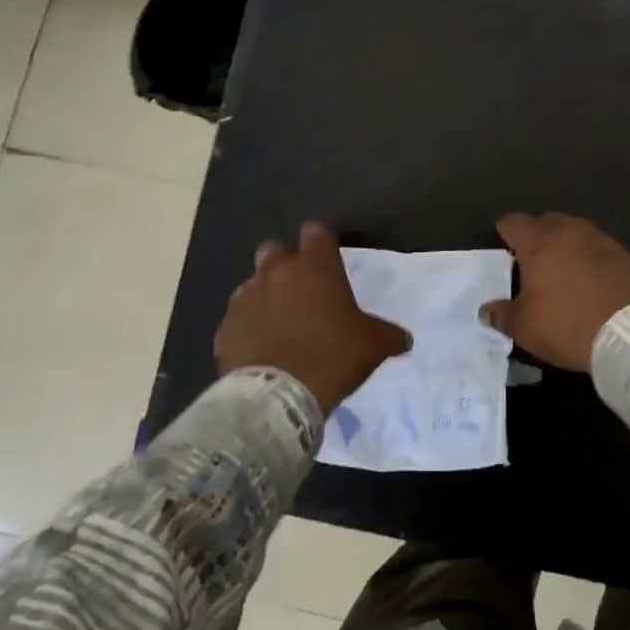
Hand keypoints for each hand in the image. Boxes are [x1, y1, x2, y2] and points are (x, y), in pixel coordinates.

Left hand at [214, 222, 410, 411]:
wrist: (278, 397)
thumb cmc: (332, 357)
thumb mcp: (373, 346)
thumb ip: (388, 335)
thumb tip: (404, 339)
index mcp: (315, 267)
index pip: (316, 232)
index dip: (321, 242)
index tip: (328, 257)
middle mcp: (276, 272)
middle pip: (275, 249)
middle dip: (285, 262)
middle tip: (300, 288)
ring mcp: (245, 298)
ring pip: (252, 283)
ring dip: (265, 295)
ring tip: (278, 322)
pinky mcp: (225, 328)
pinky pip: (237, 318)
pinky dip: (247, 327)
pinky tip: (259, 348)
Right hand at [478, 213, 629, 372]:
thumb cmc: (567, 324)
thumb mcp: (525, 327)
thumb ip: (501, 314)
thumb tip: (486, 310)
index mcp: (539, 241)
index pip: (513, 222)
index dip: (505, 232)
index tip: (503, 247)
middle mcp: (569, 231)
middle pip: (547, 221)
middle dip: (537, 236)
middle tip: (532, 261)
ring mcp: (602, 240)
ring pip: (576, 233)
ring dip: (567, 246)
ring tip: (564, 270)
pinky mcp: (627, 256)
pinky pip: (600, 250)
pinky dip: (592, 260)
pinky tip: (593, 282)